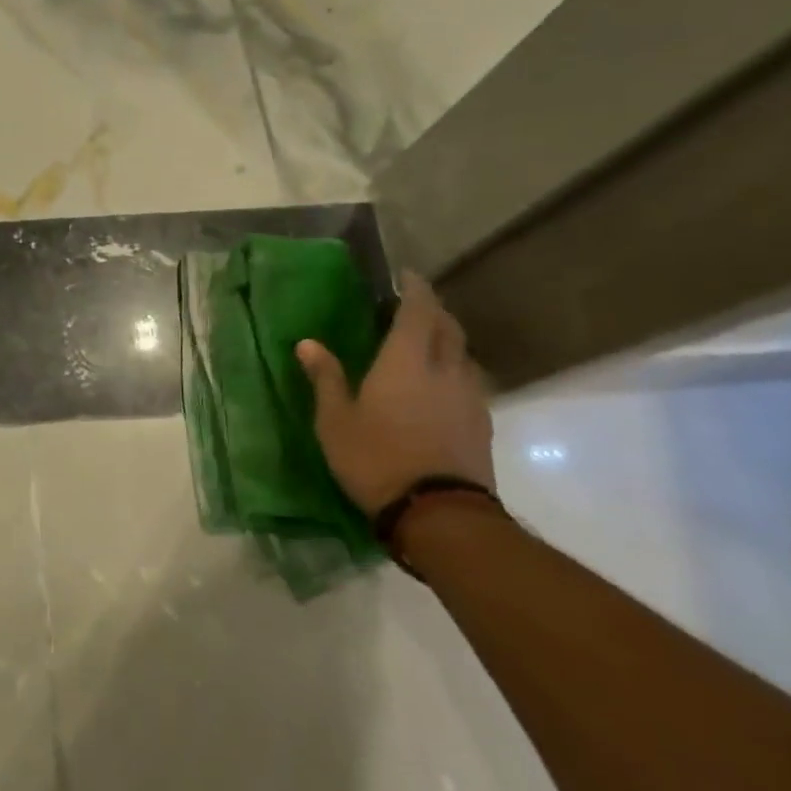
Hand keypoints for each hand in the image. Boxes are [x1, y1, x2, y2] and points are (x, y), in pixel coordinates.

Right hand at [296, 271, 494, 516]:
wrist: (439, 515)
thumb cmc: (376, 459)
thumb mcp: (335, 420)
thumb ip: (326, 378)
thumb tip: (308, 343)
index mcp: (406, 360)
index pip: (418, 310)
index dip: (414, 289)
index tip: (405, 276)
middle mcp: (445, 368)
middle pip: (448, 326)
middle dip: (432, 310)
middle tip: (412, 307)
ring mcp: (469, 396)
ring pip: (463, 353)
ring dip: (446, 340)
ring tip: (425, 345)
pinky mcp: (482, 423)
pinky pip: (469, 381)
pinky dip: (454, 370)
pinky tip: (439, 386)